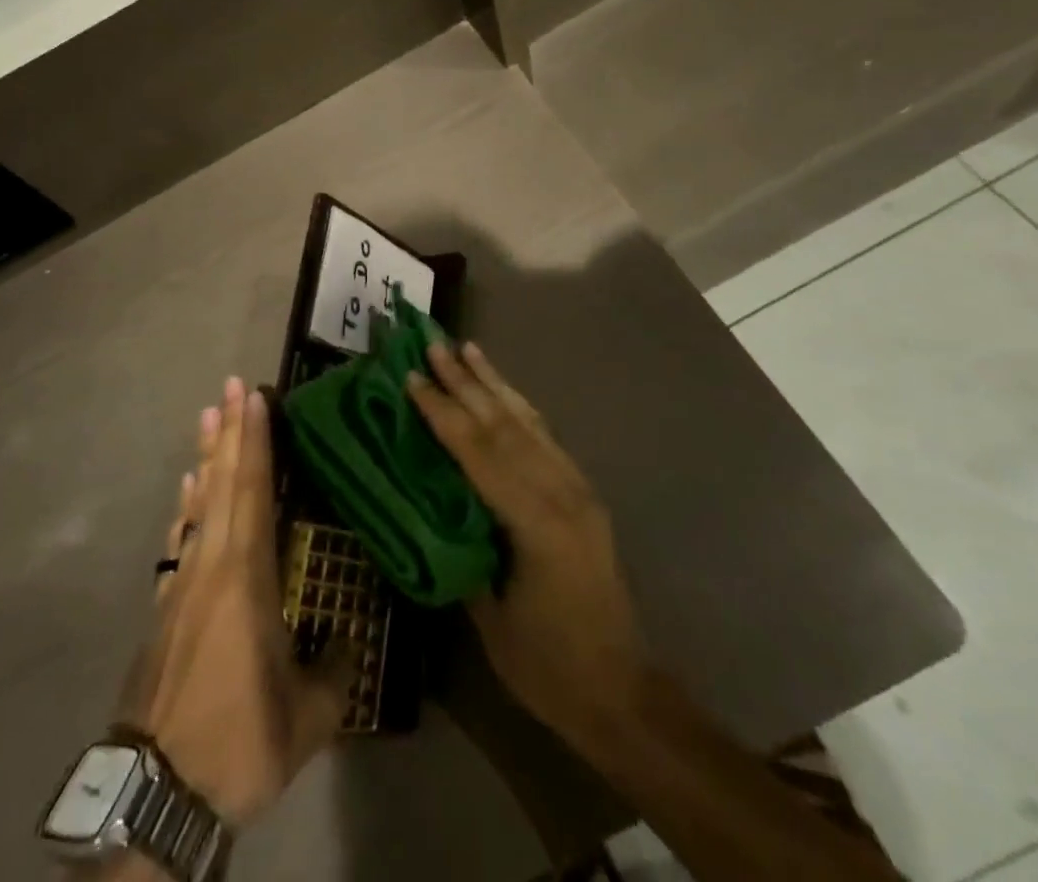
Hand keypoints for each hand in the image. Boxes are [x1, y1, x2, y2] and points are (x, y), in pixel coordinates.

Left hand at [120, 379, 352, 827]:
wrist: (158, 786)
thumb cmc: (239, 740)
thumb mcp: (307, 717)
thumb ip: (335, 669)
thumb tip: (351, 636)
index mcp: (246, 576)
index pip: (253, 490)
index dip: (255, 441)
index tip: (253, 397)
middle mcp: (211, 563)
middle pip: (222, 482)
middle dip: (229, 431)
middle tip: (229, 385)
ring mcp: (183, 581)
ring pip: (198, 503)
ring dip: (206, 457)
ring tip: (207, 417)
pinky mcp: (166, 604)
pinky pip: (181, 536)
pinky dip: (187, 505)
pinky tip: (188, 489)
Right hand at [405, 343, 647, 757]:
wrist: (624, 694)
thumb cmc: (548, 666)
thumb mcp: (489, 615)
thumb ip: (460, 549)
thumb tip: (425, 501)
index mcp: (535, 522)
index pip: (478, 452)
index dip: (442, 412)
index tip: (412, 376)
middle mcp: (561, 493)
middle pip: (503, 424)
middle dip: (465, 381)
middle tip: (435, 343)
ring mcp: (577, 490)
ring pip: (528, 422)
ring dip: (494, 383)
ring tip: (469, 348)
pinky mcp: (583, 495)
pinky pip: (545, 439)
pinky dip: (519, 408)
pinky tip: (504, 393)